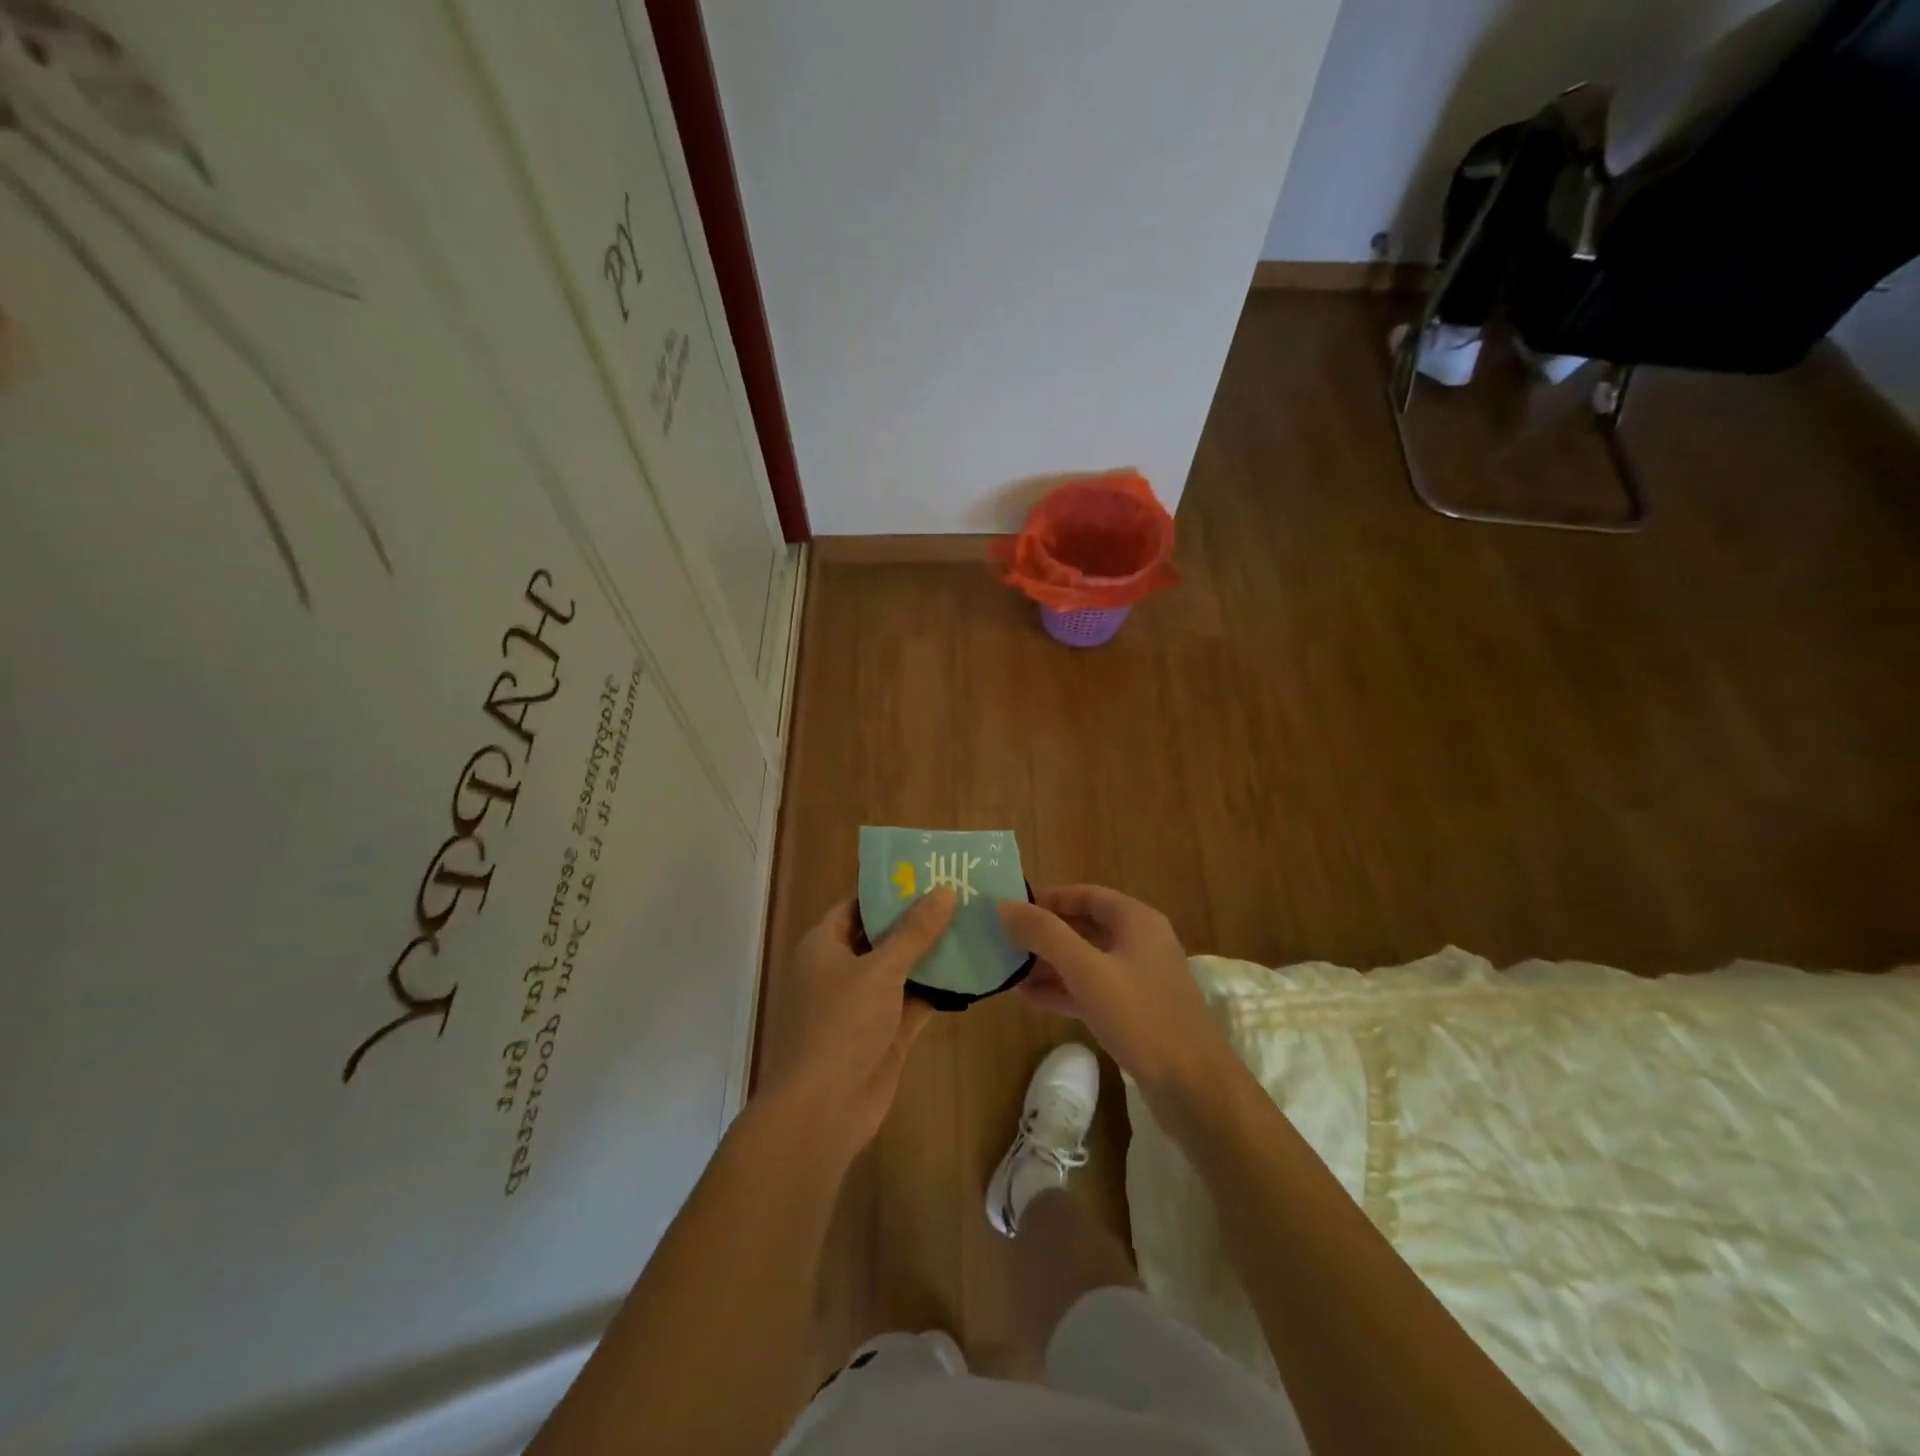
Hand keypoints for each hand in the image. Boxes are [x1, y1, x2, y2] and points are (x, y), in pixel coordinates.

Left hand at [756, 889, 955, 1162]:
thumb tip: (945, 891)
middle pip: (881, 937)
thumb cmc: (841, 1024)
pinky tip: (971, 973)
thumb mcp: (880, 969)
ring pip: (900, 970)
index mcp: (823, 946)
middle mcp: (840, 971)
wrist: (823, 1109)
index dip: (887, 891)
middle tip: (960, 896)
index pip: (855, 906)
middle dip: (917, 921)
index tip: (926, 874)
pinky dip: (937, 990)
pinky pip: (913, 1002)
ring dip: (931, 955)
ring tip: (973, 926)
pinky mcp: (884, 1034)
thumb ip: (914, 931)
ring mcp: (862, 1005)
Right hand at [999, 885, 1230, 1099]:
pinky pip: (1093, 991)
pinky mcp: (1136, 1014)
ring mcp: (1140, 980)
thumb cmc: (1140, 1016)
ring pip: (1087, 961)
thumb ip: (1044, 934)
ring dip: (1049, 964)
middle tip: (1004, 941)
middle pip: (1085, 927)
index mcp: (1136, 920)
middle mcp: (1141, 943)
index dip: (1048, 898)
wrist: (1195, 1087)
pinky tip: (1030, 999)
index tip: (1011, 908)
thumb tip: (1003, 905)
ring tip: (1008, 971)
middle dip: (1045, 934)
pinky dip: (1064, 990)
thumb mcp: (1086, 970)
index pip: (1085, 894)